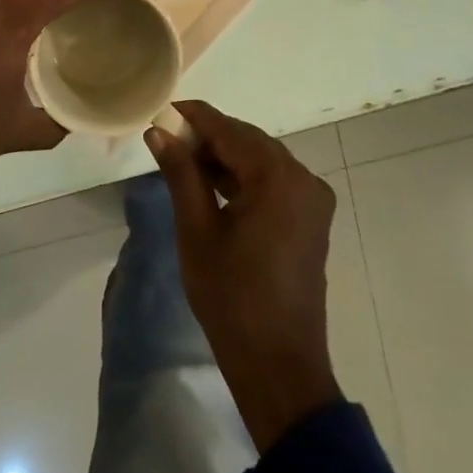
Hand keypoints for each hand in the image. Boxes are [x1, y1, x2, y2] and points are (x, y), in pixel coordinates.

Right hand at [145, 100, 341, 453]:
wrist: (278, 362)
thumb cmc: (230, 296)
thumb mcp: (197, 230)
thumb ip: (181, 173)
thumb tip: (159, 132)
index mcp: (277, 177)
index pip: (229, 130)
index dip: (195, 117)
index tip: (163, 110)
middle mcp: (303, 178)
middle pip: (249, 141)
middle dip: (210, 137)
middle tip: (168, 140)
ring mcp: (313, 198)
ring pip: (262, 160)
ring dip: (227, 157)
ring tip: (184, 162)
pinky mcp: (312, 218)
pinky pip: (275, 182)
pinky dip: (246, 178)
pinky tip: (215, 185)